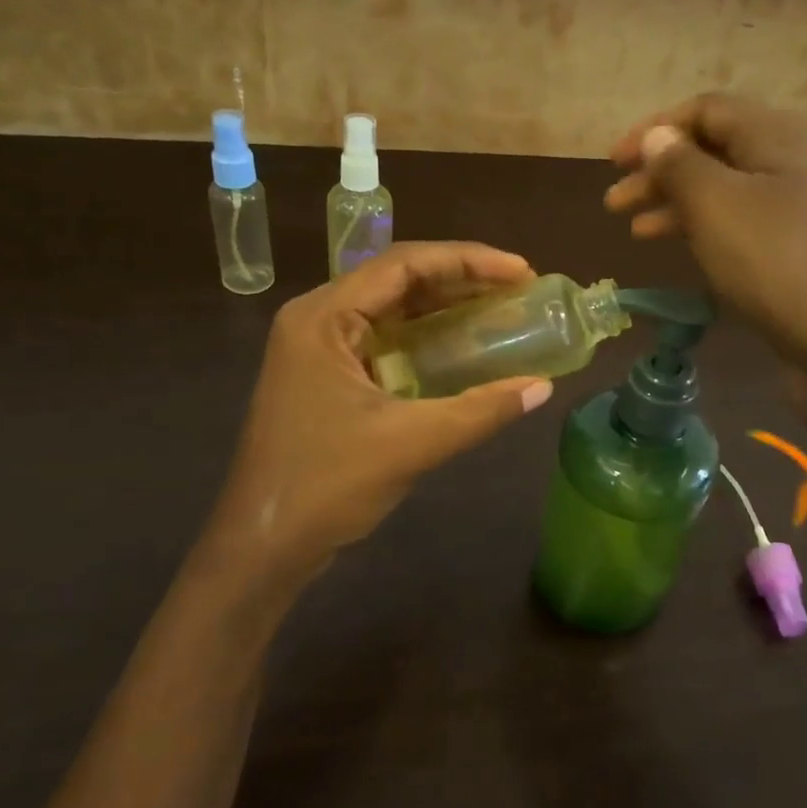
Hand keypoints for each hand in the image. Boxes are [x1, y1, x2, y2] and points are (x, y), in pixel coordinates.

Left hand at [206, 242, 553, 592]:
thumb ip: (480, 410)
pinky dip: (426, 338)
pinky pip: (384, 340)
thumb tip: (542, 387)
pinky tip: (463, 348)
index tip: (522, 271)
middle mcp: (317, 320)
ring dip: (445, 306)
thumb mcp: (412, 443)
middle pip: (397, 279)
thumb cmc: (327, 486)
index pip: (403, 264)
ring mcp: (318, 350)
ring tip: (501, 309)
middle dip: (460, 279)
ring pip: (391, 309)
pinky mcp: (326, 378)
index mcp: (324, 317)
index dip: (468, 260)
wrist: (263, 547)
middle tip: (519, 288)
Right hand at [606, 94, 806, 444]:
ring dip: (675, 205)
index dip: (656, 129)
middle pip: (713, 151)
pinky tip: (680, 252)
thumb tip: (660, 136)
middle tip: (614, 202)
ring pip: (723, 193)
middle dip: (659, 172)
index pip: (706, 109)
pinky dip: (703, 233)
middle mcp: (789, 165)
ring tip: (635, 231)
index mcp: (775, 136)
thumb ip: (681, 165)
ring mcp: (796, 212)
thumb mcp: (717, 204)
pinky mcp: (795, 254)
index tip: (615, 162)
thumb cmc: (777, 260)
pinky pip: (739, 228)